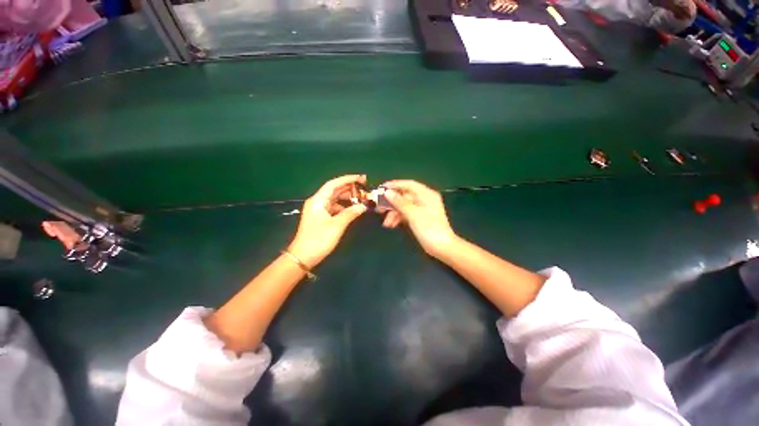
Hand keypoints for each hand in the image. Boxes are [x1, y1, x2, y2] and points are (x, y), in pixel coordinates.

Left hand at [288, 175, 367, 267]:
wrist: (303, 257)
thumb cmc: (319, 239)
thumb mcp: (337, 225)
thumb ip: (350, 213)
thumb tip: (364, 206)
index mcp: (318, 200)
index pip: (333, 184)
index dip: (347, 179)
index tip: (361, 178)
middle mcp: (317, 202)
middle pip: (334, 190)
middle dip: (349, 188)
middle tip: (364, 187)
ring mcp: (319, 210)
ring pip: (335, 199)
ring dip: (347, 197)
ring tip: (361, 197)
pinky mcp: (321, 217)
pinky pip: (334, 207)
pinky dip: (343, 206)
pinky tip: (352, 209)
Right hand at [381, 180, 458, 258]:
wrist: (442, 248)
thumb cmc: (429, 228)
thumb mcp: (413, 214)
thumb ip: (400, 202)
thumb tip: (387, 192)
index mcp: (426, 194)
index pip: (408, 184)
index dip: (394, 185)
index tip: (381, 189)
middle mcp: (424, 199)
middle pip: (405, 196)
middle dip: (392, 203)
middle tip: (379, 208)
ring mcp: (422, 209)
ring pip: (404, 206)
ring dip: (394, 213)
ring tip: (386, 223)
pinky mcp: (419, 218)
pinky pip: (406, 214)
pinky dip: (399, 218)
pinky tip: (391, 225)